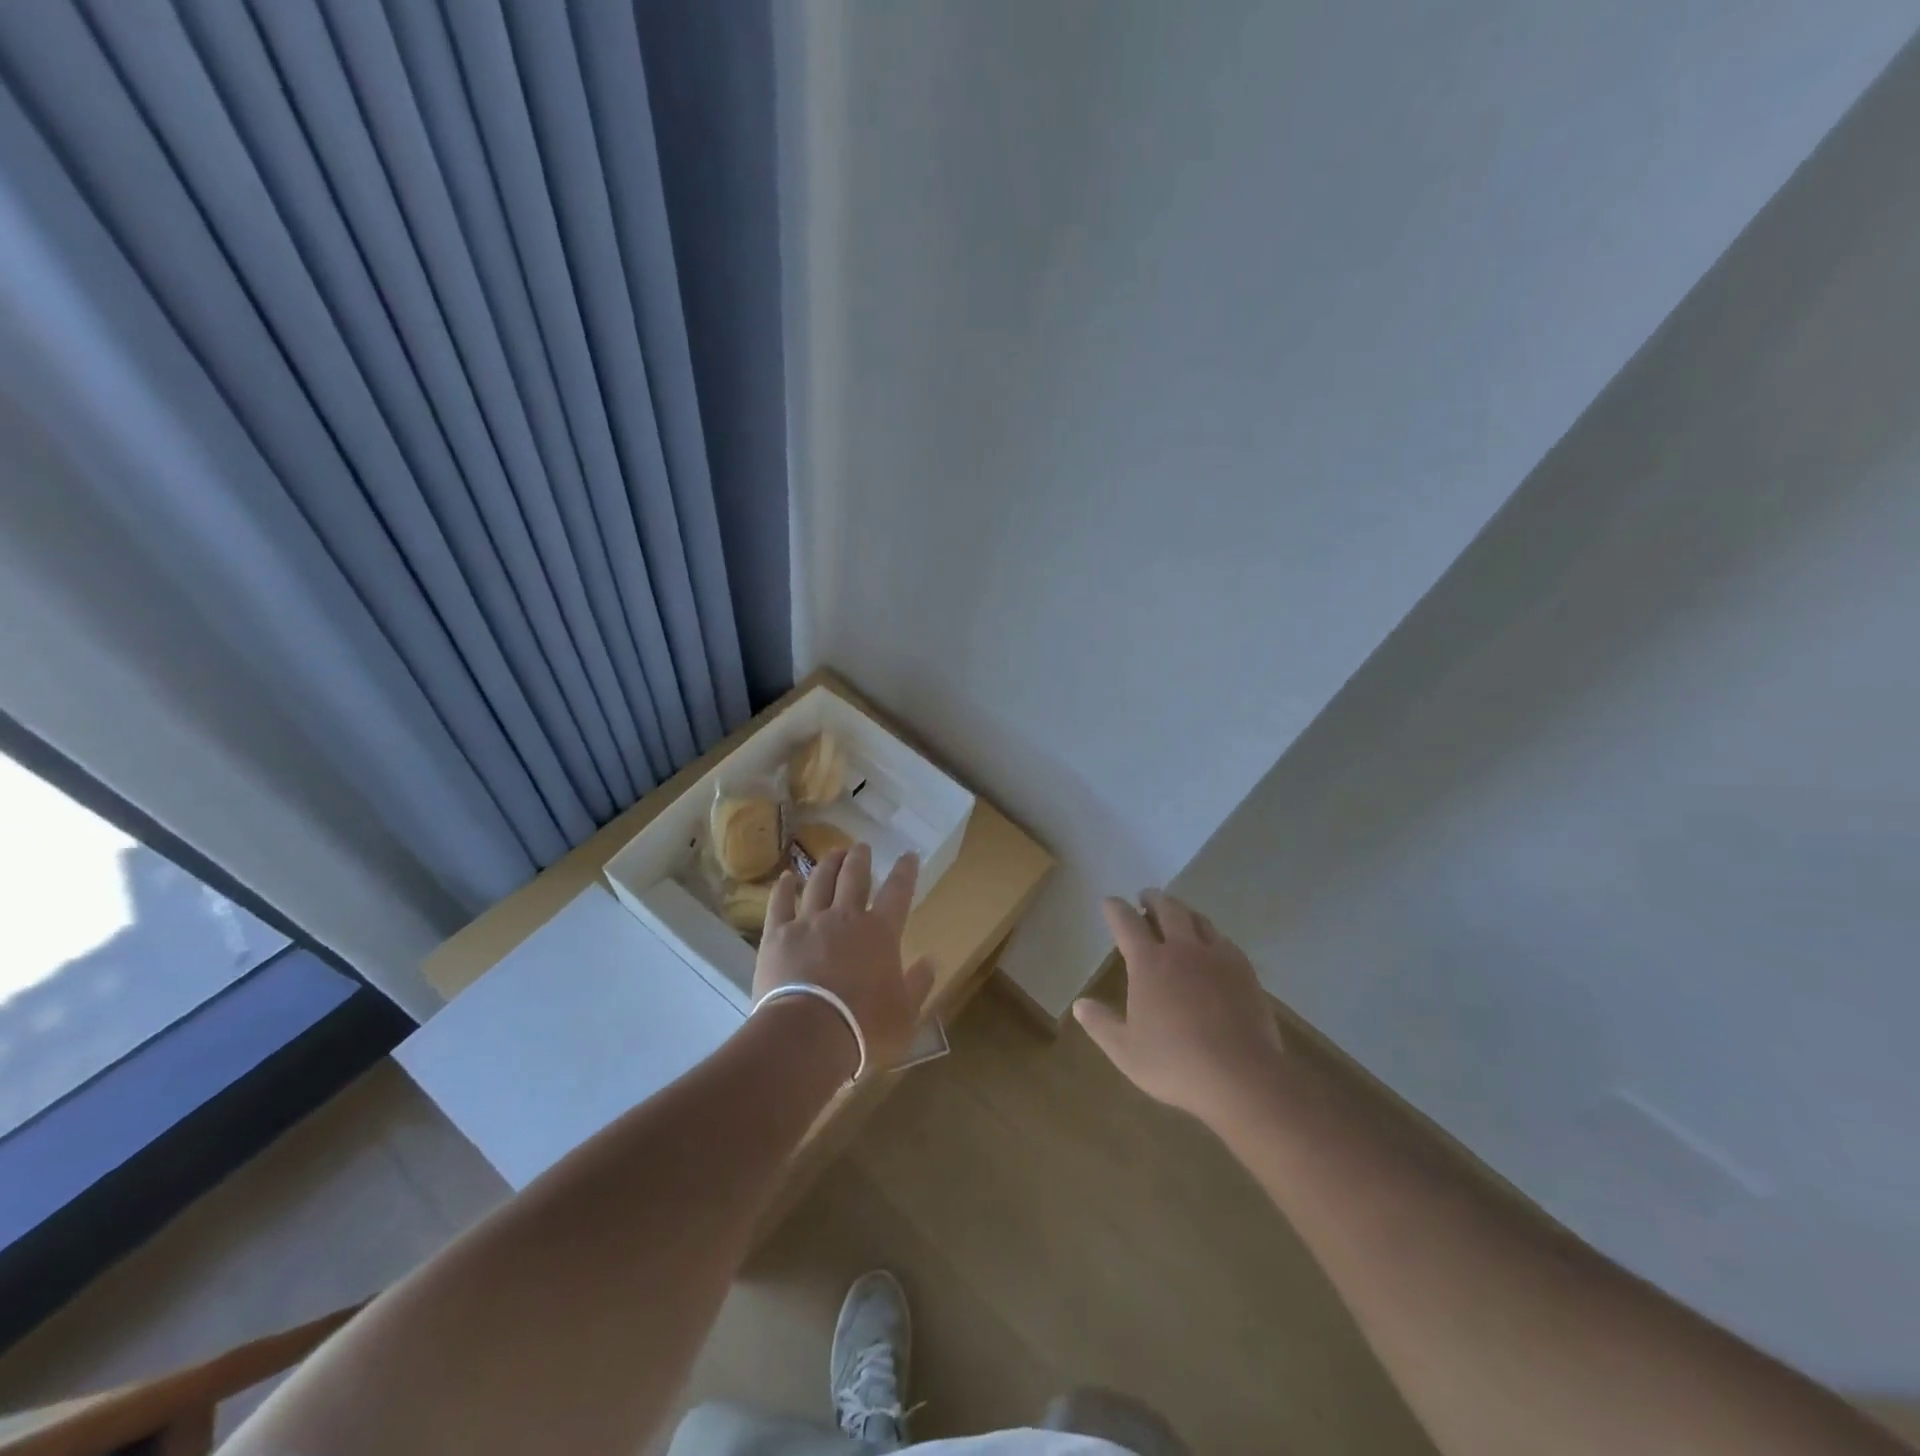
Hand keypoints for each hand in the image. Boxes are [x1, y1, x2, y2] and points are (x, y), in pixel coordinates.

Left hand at [753, 844, 934, 1072]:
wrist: (808, 1034)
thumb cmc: (865, 1028)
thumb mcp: (905, 1014)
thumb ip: (918, 985)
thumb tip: (930, 961)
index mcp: (881, 932)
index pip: (898, 892)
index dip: (905, 872)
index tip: (909, 855)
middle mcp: (845, 918)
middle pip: (854, 878)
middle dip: (860, 859)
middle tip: (861, 847)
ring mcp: (809, 923)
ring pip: (819, 883)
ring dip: (828, 865)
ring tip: (832, 852)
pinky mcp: (777, 936)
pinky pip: (780, 904)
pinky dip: (784, 888)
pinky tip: (786, 877)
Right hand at [1074, 889, 1284, 1126]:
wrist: (1241, 1076)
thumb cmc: (1176, 1063)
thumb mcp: (1126, 1051)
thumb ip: (1101, 1024)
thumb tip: (1079, 1004)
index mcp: (1149, 963)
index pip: (1126, 923)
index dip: (1115, 909)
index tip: (1110, 902)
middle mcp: (1182, 949)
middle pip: (1167, 909)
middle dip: (1153, 899)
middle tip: (1146, 897)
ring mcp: (1216, 957)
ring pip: (1198, 919)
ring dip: (1183, 911)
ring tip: (1178, 914)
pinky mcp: (1244, 971)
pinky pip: (1224, 940)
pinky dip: (1210, 934)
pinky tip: (1212, 945)